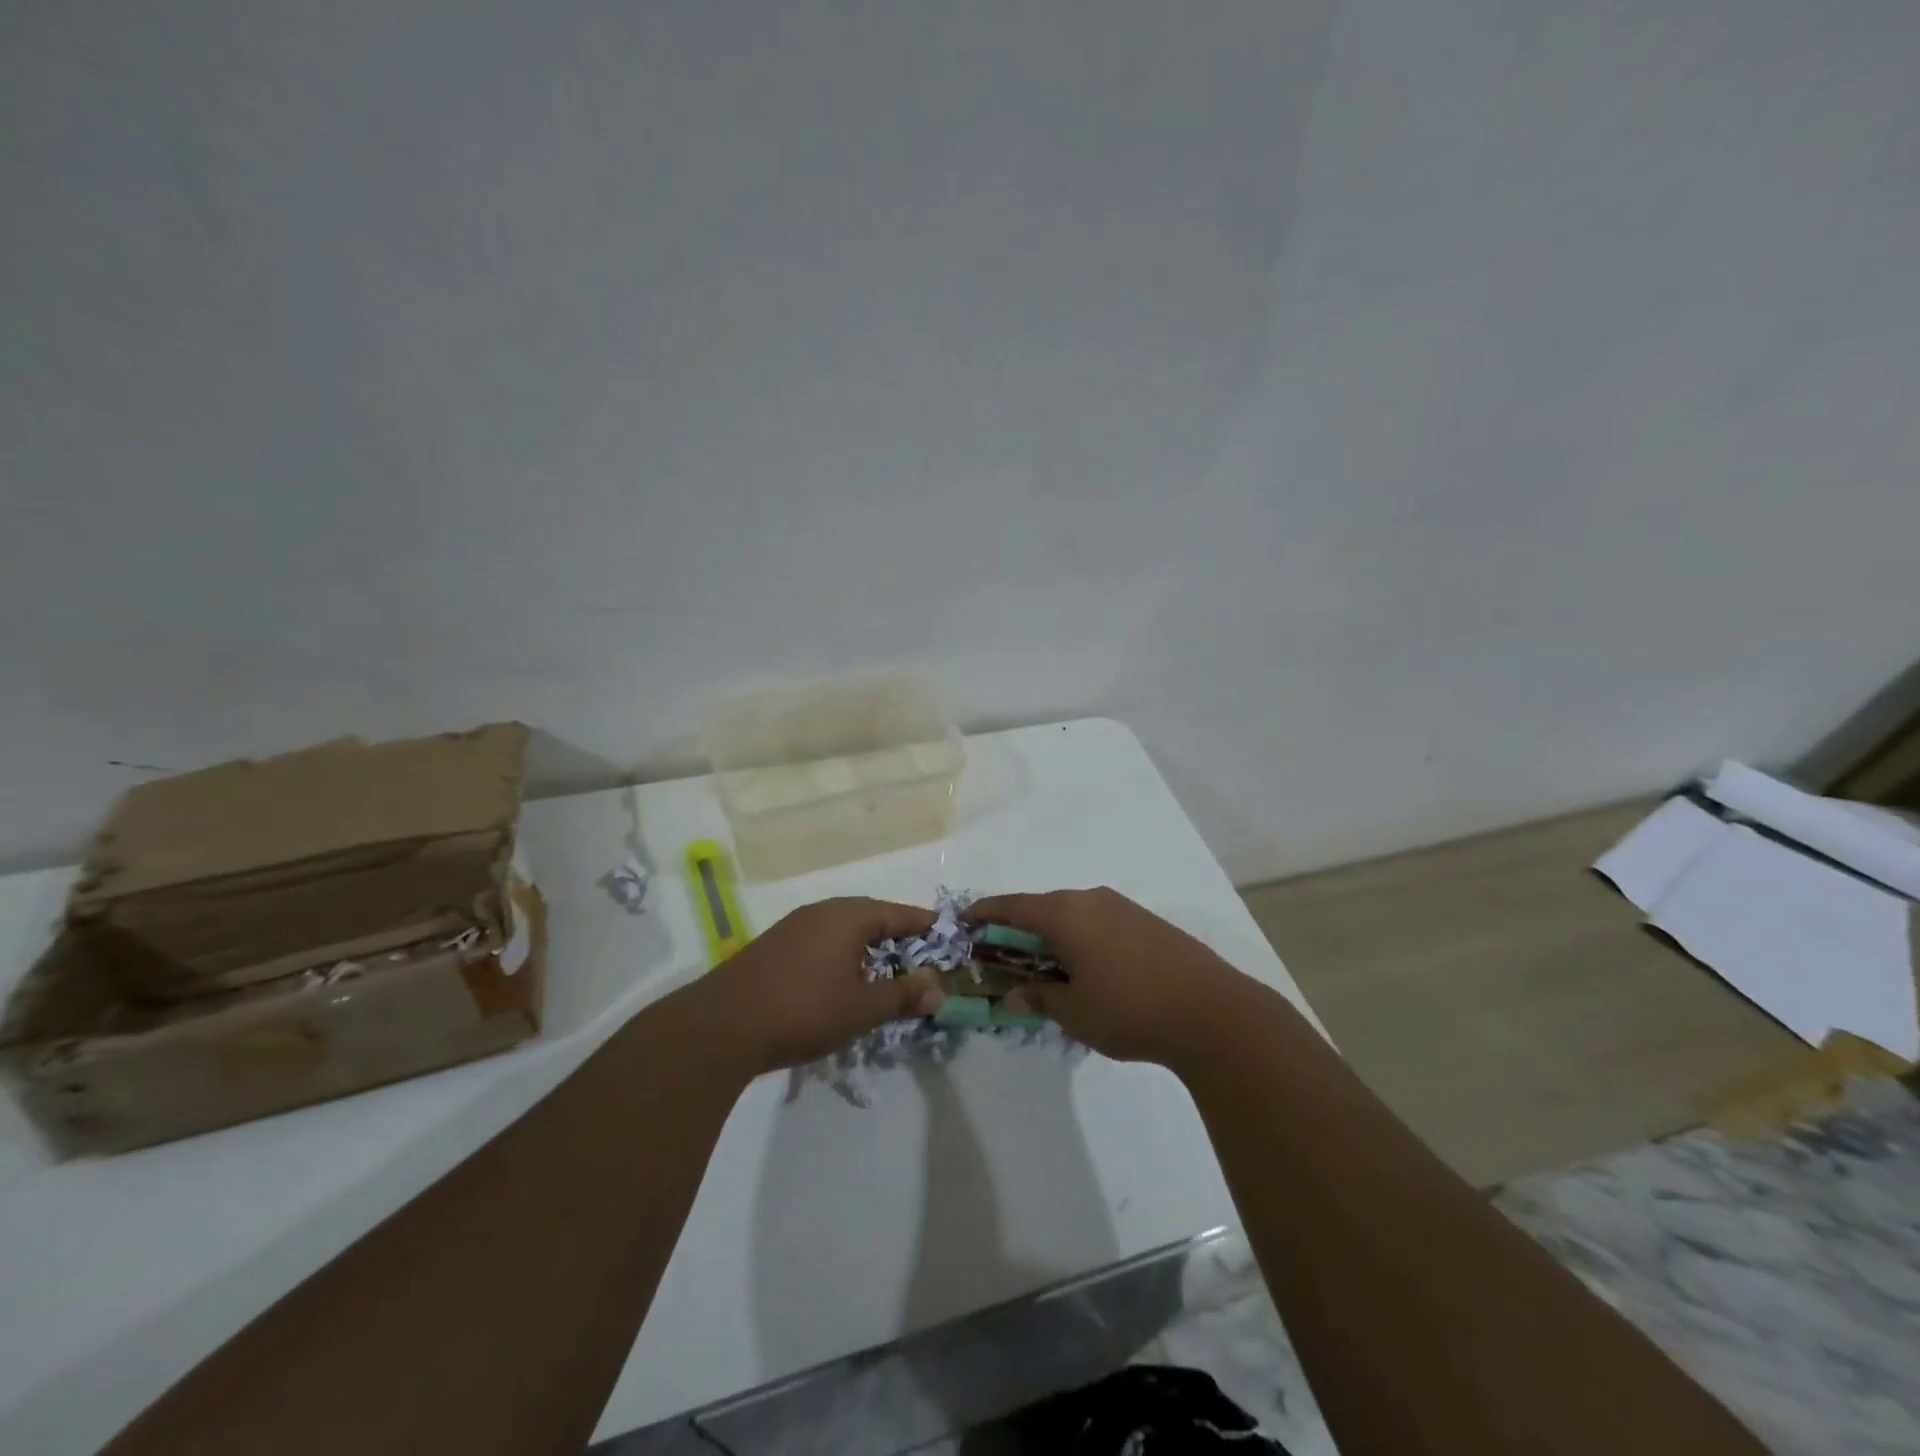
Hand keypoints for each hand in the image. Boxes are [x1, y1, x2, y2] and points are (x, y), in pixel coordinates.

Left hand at [694, 897, 944, 1076]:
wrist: (722, 1026)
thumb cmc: (804, 1010)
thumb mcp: (863, 1008)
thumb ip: (903, 995)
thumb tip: (938, 988)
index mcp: (848, 916)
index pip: (898, 913)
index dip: (923, 924)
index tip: (945, 933)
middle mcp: (822, 912)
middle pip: (869, 916)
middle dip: (895, 935)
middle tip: (918, 955)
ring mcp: (793, 928)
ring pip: (842, 929)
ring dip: (865, 946)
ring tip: (883, 970)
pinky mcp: (772, 948)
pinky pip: (820, 942)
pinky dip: (839, 955)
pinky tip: (839, 980)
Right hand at [966, 888, 1253, 1067]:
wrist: (1213, 1012)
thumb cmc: (1129, 1009)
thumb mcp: (1074, 1012)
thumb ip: (1039, 998)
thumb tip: (1014, 995)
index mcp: (1065, 914)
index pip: (1012, 906)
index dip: (984, 913)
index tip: (963, 920)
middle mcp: (1091, 900)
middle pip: (1042, 908)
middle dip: (1019, 930)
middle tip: (1002, 955)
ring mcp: (1123, 908)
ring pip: (1073, 915)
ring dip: (1053, 936)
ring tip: (1046, 967)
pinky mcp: (1148, 922)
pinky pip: (1099, 923)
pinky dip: (1081, 939)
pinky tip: (1088, 969)